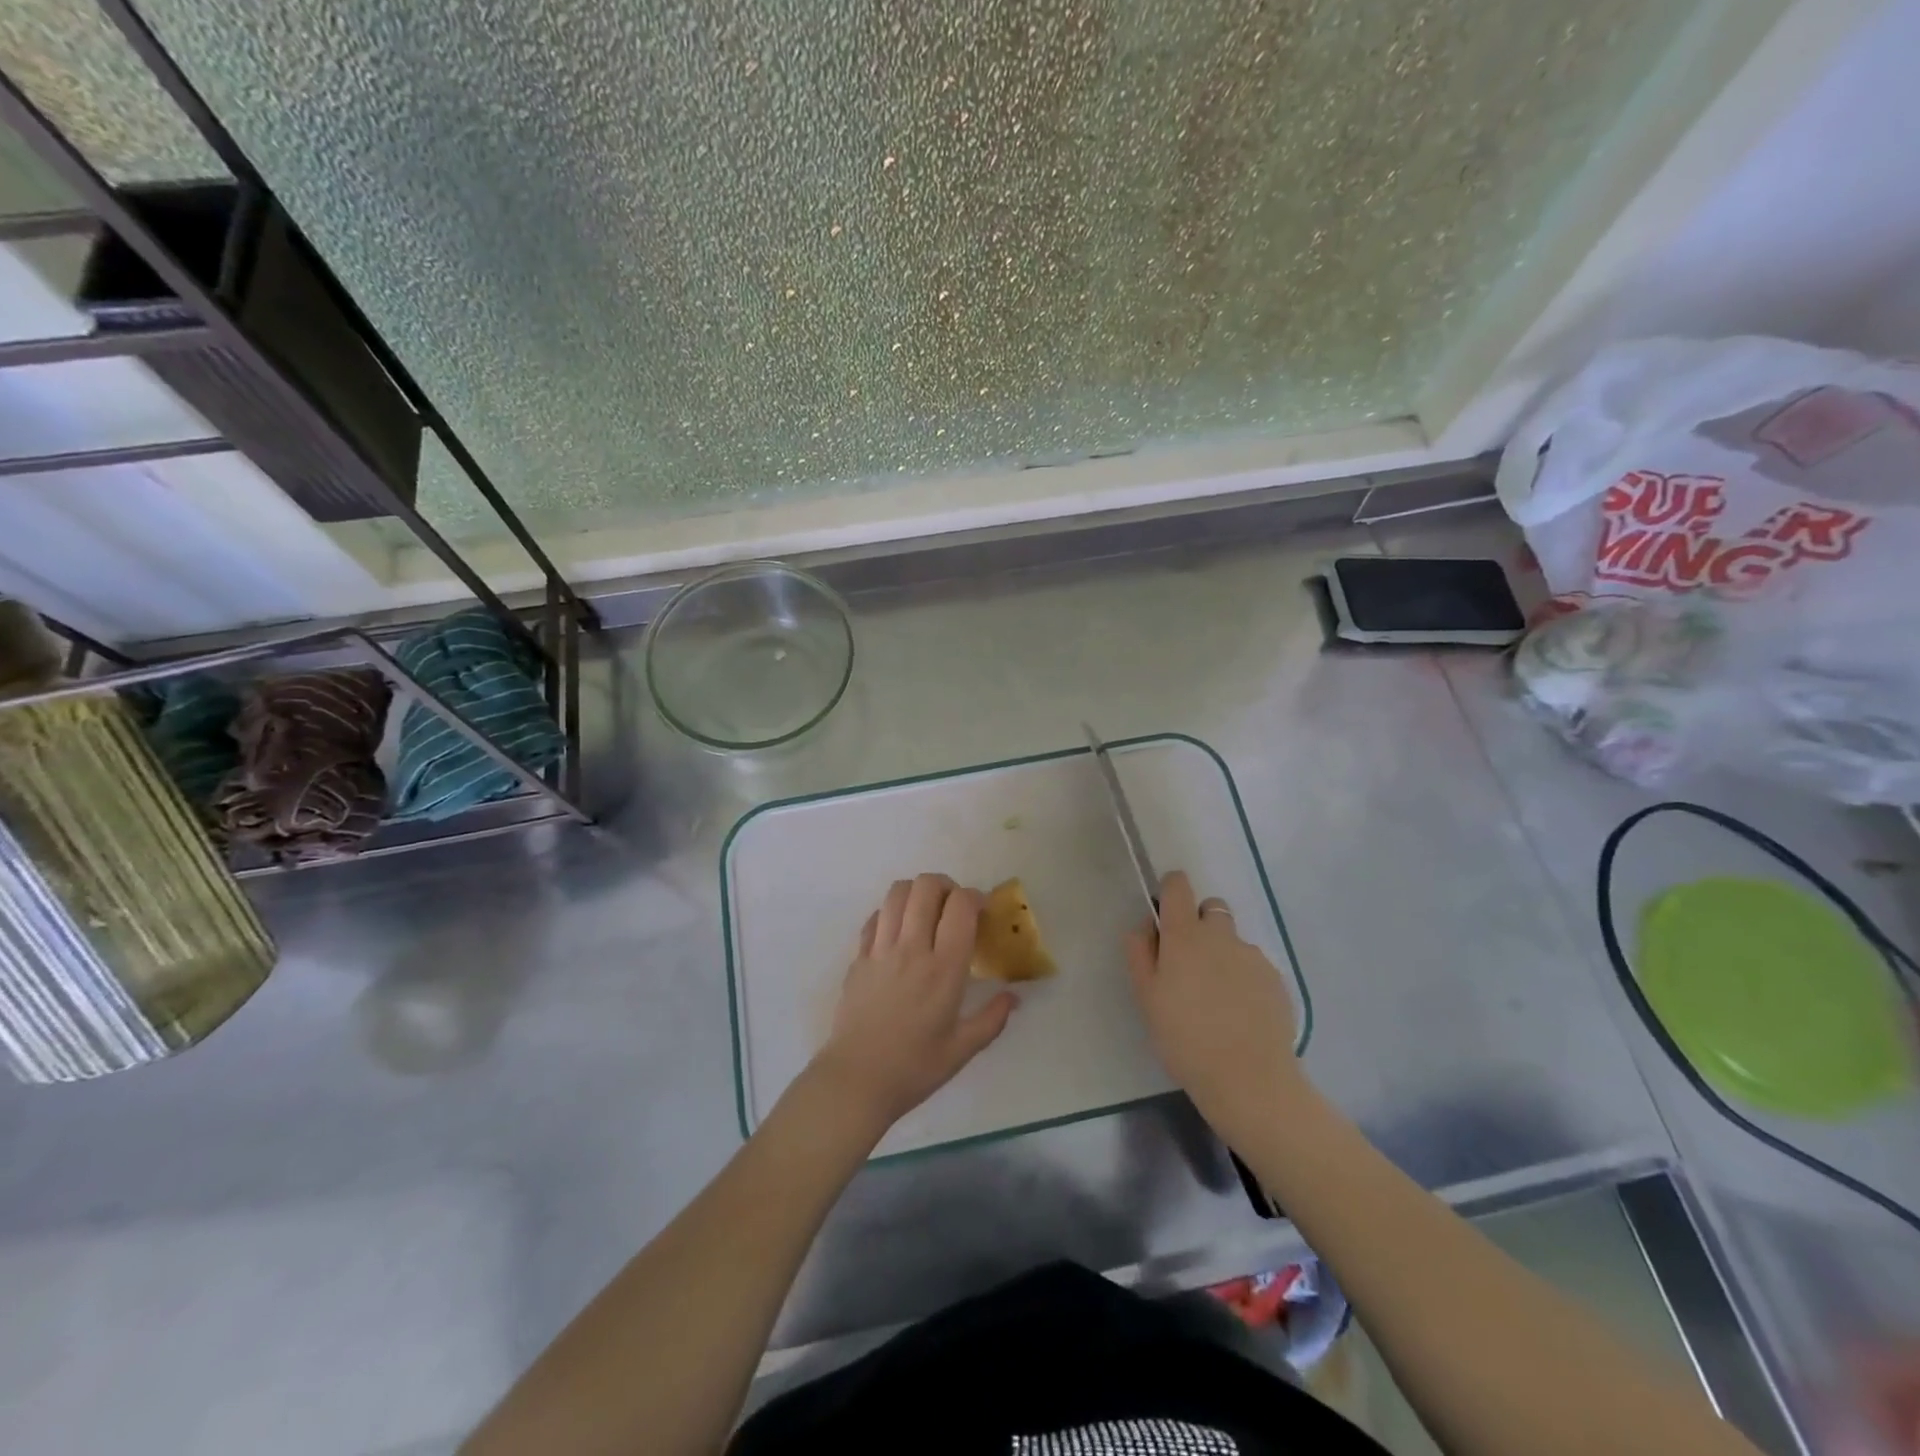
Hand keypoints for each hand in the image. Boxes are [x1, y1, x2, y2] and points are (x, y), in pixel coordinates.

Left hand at [810, 874, 1017, 1132]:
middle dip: (946, 886)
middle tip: (954, 907)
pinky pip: (875, 916)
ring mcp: (880, 949)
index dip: (975, 897)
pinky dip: (891, 912)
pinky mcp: (858, 957)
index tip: (982, 910)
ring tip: (926, 911)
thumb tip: (1014, 997)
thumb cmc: (914, 1068)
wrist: (856, 1081)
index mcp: (944, 969)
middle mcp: (912, 949)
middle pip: (926, 887)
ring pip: (897, 893)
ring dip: (916, 892)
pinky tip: (899, 932)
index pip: (961, 906)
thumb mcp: (962, 1050)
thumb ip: (992, 1019)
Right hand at [1126, 870, 1305, 1143]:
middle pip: (1211, 908)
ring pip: (1233, 940)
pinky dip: (1244, 979)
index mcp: (1184, 935)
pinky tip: (1240, 1014)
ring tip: (1217, 998)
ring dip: (1222, 954)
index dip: (1171, 889)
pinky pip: (1253, 966)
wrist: (1248, 1079)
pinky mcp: (1275, 979)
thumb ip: (1140, 952)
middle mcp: (1220, 935)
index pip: (1178, 886)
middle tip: (1190, 962)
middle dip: (1200, 923)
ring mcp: (1252, 956)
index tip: (1166, 911)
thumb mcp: (1146, 997)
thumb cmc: (1184, 1038)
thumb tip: (1147, 925)